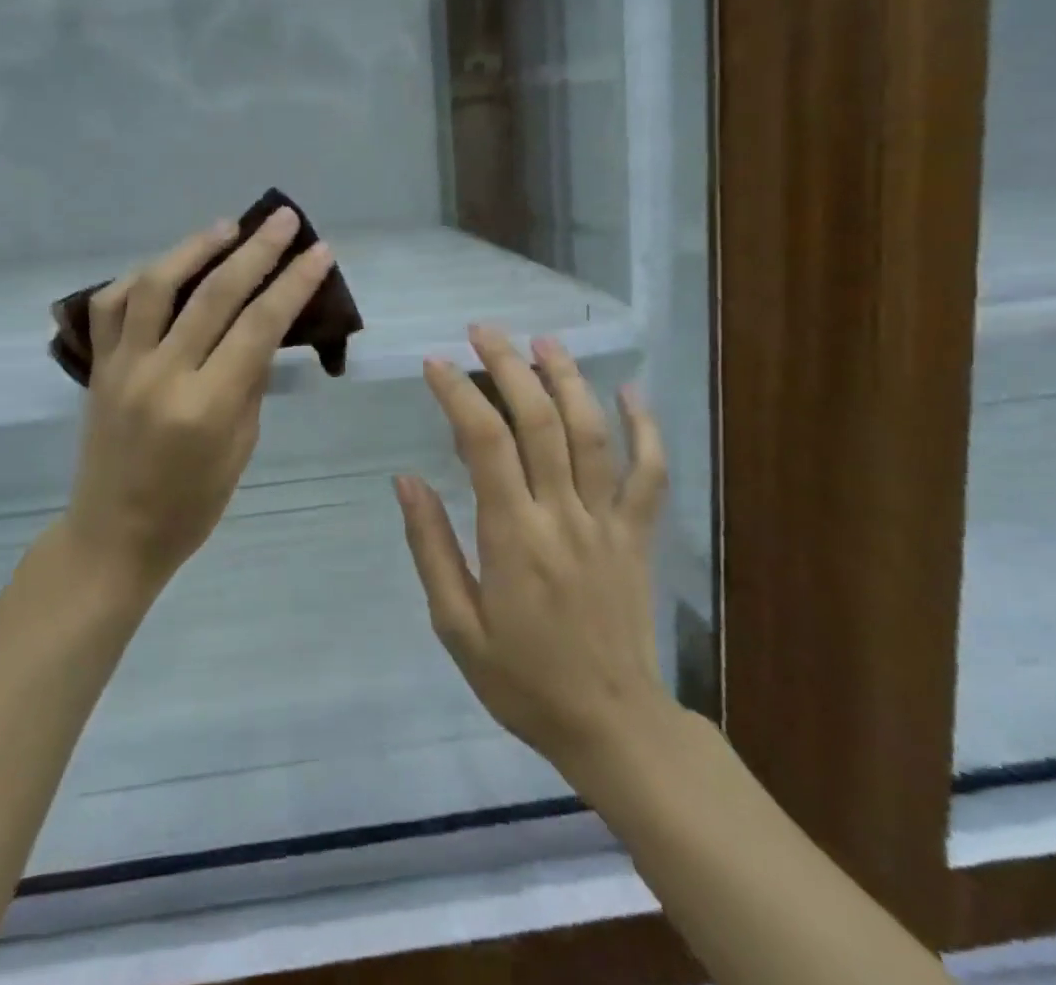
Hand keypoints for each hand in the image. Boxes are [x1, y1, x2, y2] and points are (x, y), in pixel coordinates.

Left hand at [64, 209, 336, 592]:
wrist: (113, 535)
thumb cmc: (192, 505)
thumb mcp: (240, 448)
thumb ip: (250, 381)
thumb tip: (264, 327)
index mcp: (206, 406)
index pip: (259, 326)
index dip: (294, 283)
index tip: (319, 251)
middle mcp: (162, 375)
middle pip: (214, 294)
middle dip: (256, 250)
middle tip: (284, 219)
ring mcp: (122, 366)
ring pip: (155, 286)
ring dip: (194, 247)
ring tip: (227, 226)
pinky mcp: (98, 366)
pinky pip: (110, 306)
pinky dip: (139, 277)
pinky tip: (166, 266)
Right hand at [396, 327, 675, 788]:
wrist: (612, 725)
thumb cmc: (523, 679)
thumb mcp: (456, 626)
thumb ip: (431, 547)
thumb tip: (406, 480)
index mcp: (514, 538)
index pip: (485, 445)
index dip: (458, 395)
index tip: (434, 364)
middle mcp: (563, 516)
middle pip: (540, 422)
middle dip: (509, 366)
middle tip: (483, 330)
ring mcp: (609, 522)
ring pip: (593, 433)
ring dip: (568, 379)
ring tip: (543, 340)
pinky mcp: (639, 534)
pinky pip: (650, 473)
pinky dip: (645, 427)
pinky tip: (630, 389)